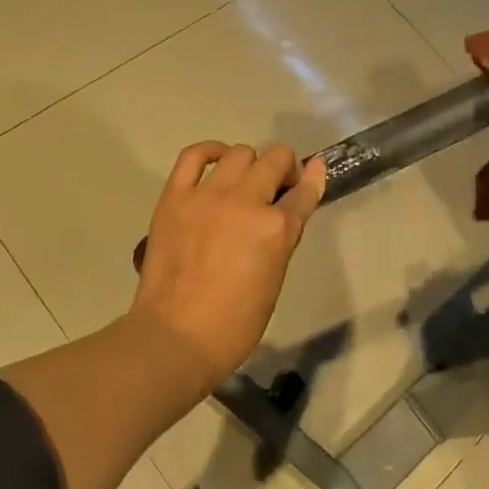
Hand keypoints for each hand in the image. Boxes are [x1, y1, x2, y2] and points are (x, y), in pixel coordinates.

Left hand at [130, 142, 327, 390]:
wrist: (175, 337)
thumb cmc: (234, 324)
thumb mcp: (274, 279)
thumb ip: (283, 237)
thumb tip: (287, 211)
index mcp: (277, 229)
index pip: (304, 191)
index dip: (312, 180)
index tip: (313, 174)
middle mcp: (246, 202)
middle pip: (275, 159)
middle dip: (283, 169)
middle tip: (276, 188)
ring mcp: (208, 195)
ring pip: (240, 153)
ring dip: (250, 164)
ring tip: (244, 182)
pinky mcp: (176, 196)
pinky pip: (194, 155)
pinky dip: (210, 151)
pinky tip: (217, 161)